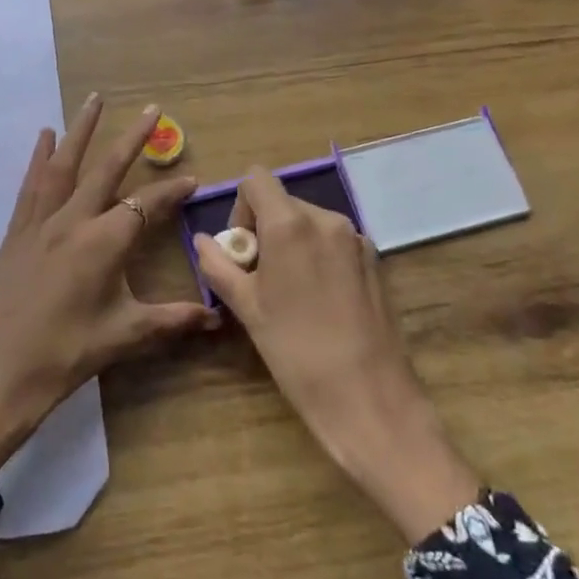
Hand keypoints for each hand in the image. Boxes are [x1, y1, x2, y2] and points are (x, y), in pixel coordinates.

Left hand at [0, 96, 221, 470]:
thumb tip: (217, 317)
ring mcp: (40, 223)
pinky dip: (40, 157)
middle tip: (152, 108)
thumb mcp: (125, 336)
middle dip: (132, 138)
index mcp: (103, 242)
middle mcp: (72, 221)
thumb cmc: (66, 355)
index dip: (172, 191)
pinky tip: (44, 137)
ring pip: (64, 165)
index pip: (147, 205)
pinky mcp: (17, 232)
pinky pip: (31, 185)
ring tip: (94, 100)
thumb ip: (173, 320)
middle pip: (106, 168)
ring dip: (81, 130)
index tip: (193, 178)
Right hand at [194, 169, 481, 543]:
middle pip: (283, 202)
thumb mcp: (246, 308)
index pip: (256, 179)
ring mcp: (356, 239)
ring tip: (289, 295)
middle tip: (259, 279)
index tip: (242, 250)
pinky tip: (319, 302)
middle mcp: (326, 219)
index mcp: (290, 223)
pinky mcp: (376, 261)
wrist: (370, 399)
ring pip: (310, 223)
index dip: (240, 207)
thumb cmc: (296, 351)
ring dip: (291, 244)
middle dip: (265, 230)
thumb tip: (203, 241)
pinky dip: (318, 257)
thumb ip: (218, 266)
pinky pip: (334, 243)